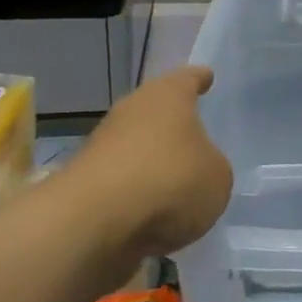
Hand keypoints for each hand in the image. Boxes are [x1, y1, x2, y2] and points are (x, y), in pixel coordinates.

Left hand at [72, 66, 232, 257]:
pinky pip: (121, 184)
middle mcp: (132, 111)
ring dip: (152, 163)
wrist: (92, 223)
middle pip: (156, 112)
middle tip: (194, 135)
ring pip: (135, 148)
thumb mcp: (217, 177)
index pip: (188, 79)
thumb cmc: (169, 180)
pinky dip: (134, 194)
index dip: (199, 79)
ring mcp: (102, 147)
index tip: (207, 77)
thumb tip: (197, 173)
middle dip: (172, 125)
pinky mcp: (84, 185)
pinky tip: (152, 214)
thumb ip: (212, 168)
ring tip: (177, 186)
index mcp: (168, 96)